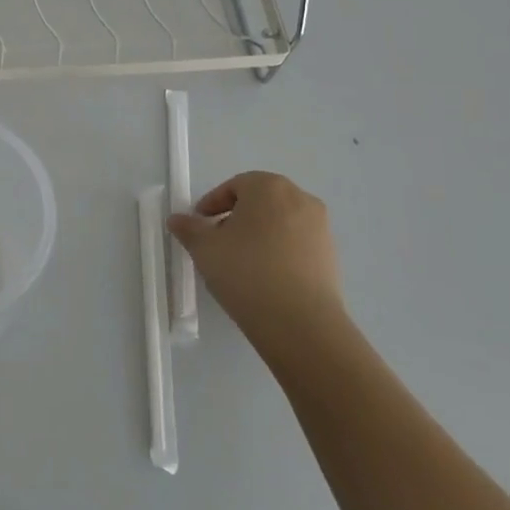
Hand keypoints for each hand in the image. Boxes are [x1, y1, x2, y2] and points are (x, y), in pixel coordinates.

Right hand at [167, 171, 346, 368]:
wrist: (300, 323)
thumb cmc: (246, 272)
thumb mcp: (204, 248)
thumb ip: (189, 229)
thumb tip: (177, 220)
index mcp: (269, 187)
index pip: (235, 186)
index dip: (213, 203)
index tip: (200, 225)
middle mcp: (300, 199)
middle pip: (260, 201)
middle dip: (237, 217)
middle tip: (218, 241)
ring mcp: (321, 228)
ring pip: (280, 223)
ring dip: (259, 235)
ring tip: (240, 263)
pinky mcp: (331, 257)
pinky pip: (296, 245)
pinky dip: (278, 252)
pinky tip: (264, 278)